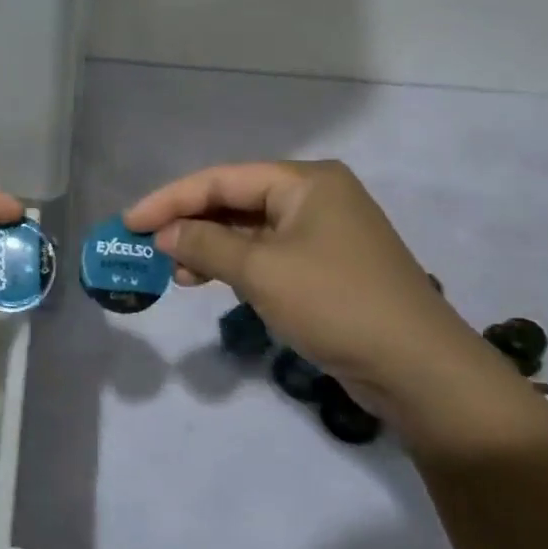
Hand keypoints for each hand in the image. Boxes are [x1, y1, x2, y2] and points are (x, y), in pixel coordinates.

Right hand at [125, 161, 521, 439]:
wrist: (418, 368)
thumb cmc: (335, 303)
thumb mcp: (261, 271)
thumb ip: (205, 245)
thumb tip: (164, 234)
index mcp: (305, 181)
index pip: (221, 179)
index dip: (170, 199)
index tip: (129, 222)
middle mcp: (315, 197)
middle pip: (235, 201)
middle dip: (189, 224)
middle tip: (148, 248)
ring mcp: (323, 233)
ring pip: (249, 230)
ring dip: (209, 248)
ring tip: (175, 273)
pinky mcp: (326, 267)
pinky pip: (268, 255)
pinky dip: (236, 266)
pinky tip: (210, 282)